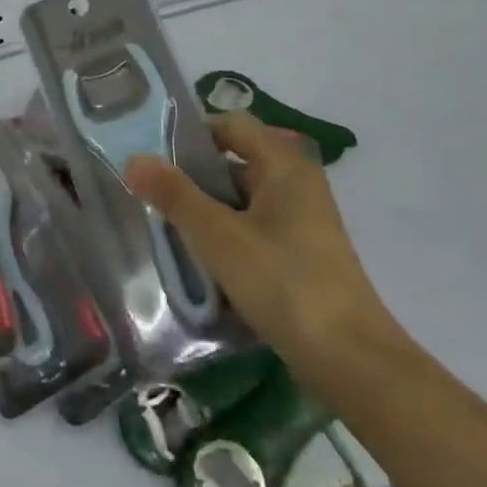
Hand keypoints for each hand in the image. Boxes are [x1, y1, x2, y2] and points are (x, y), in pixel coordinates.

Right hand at [125, 111, 393, 362]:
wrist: (352, 362)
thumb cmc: (284, 283)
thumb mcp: (218, 236)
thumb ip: (175, 194)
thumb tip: (134, 158)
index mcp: (285, 165)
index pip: (232, 124)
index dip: (194, 134)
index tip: (157, 158)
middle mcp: (298, 183)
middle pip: (236, 162)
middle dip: (195, 178)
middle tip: (157, 197)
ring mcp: (304, 221)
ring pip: (243, 200)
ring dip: (209, 212)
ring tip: (172, 232)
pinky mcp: (303, 254)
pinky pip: (256, 229)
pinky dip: (229, 237)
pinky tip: (205, 263)